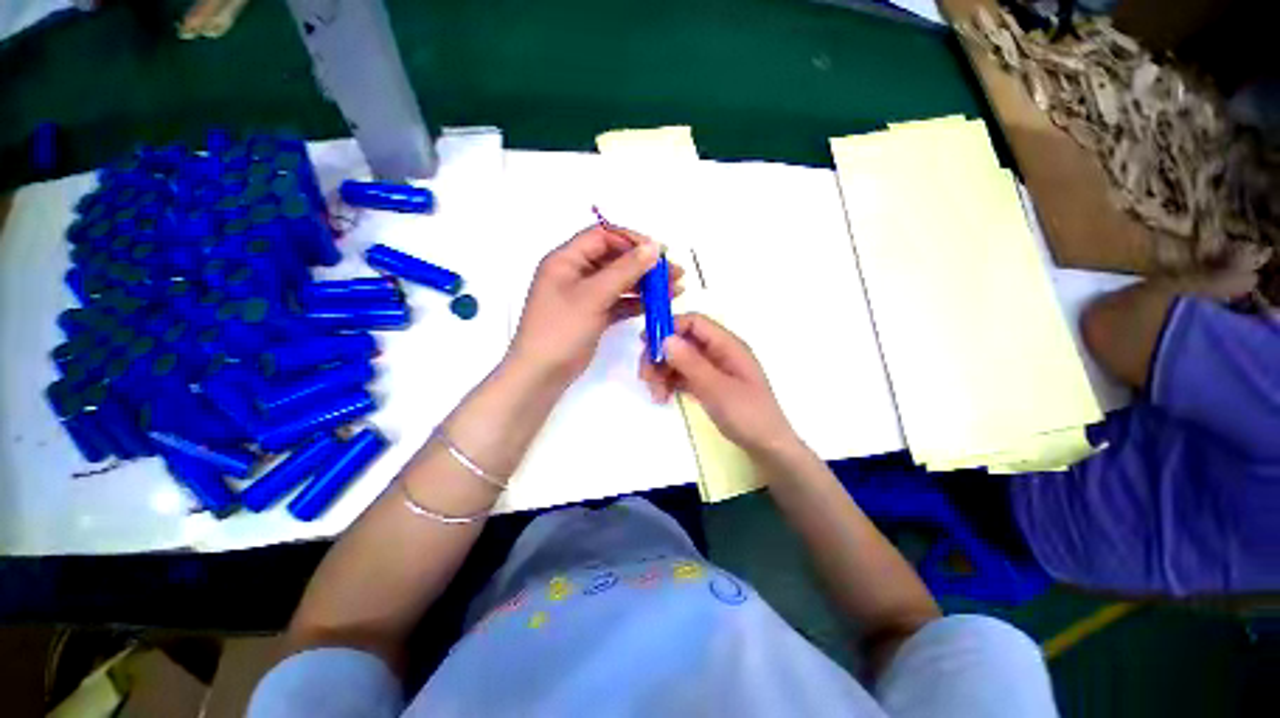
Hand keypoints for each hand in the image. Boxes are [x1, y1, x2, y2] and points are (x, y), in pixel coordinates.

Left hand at [509, 224, 681, 385]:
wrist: (542, 373)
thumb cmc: (561, 329)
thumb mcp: (593, 296)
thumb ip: (625, 270)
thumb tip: (653, 246)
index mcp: (567, 259)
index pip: (603, 236)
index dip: (632, 240)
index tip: (659, 252)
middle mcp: (576, 273)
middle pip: (615, 259)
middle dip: (645, 265)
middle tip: (675, 273)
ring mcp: (585, 296)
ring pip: (620, 282)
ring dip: (645, 285)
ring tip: (675, 289)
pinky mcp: (593, 315)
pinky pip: (618, 302)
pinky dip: (637, 302)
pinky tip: (658, 304)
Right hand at [639, 313, 798, 456]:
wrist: (768, 448)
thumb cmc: (747, 415)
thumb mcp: (716, 389)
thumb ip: (690, 363)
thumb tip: (665, 338)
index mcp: (727, 345)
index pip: (694, 323)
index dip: (668, 327)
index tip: (646, 344)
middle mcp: (719, 352)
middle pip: (682, 341)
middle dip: (660, 355)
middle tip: (645, 377)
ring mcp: (713, 369)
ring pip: (679, 359)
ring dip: (662, 372)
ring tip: (656, 395)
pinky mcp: (708, 384)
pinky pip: (683, 375)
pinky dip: (670, 383)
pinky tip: (662, 397)